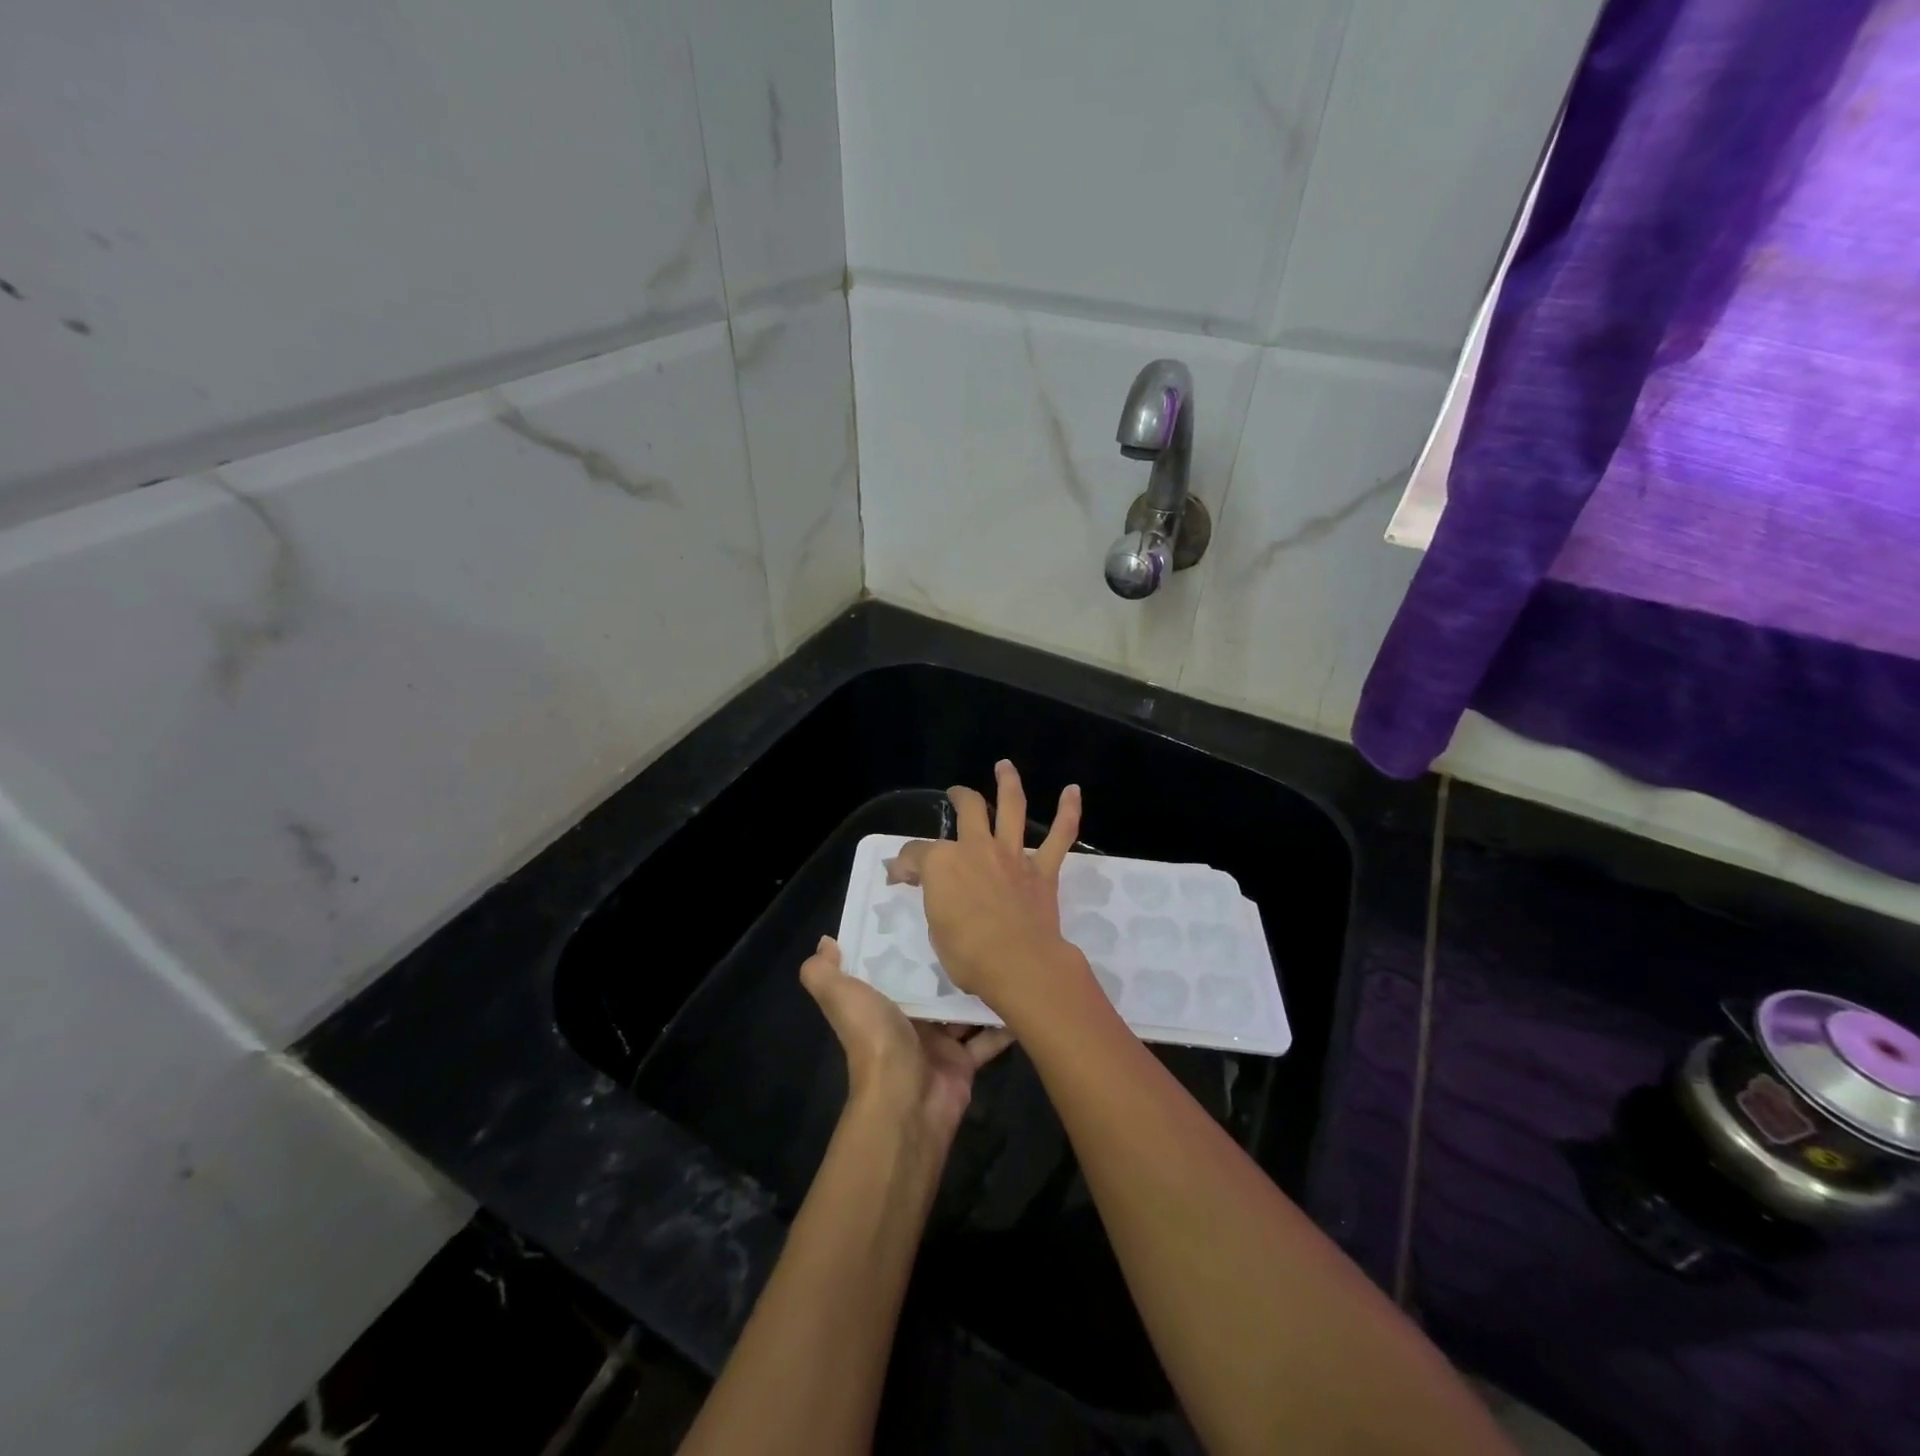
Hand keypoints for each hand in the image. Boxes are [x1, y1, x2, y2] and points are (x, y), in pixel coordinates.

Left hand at [800, 936, 1011, 1144]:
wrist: (906, 1100)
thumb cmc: (875, 1039)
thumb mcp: (842, 997)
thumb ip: (823, 972)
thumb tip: (825, 942)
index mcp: (879, 1002)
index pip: (894, 965)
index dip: (907, 939)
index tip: (930, 905)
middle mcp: (908, 1019)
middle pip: (933, 984)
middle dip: (951, 960)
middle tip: (979, 924)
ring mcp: (938, 1042)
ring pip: (963, 1009)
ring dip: (980, 987)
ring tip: (1006, 952)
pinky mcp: (964, 1061)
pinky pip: (988, 1039)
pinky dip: (1004, 1023)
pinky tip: (1024, 995)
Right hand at [885, 760, 1086, 1014]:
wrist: (1018, 965)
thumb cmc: (967, 954)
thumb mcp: (934, 928)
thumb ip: (932, 899)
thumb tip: (922, 883)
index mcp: (942, 863)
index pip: (915, 853)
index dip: (904, 864)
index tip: (900, 877)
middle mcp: (976, 848)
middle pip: (968, 809)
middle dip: (960, 798)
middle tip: (956, 794)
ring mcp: (1012, 856)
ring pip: (1012, 808)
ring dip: (1008, 783)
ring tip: (1005, 766)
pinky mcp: (1042, 870)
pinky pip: (1060, 836)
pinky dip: (1068, 812)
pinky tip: (1073, 791)